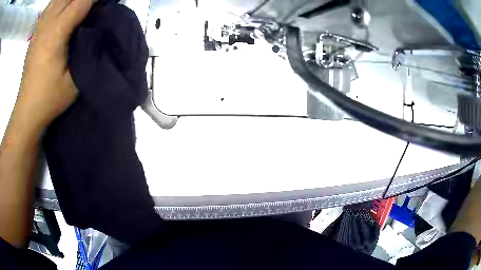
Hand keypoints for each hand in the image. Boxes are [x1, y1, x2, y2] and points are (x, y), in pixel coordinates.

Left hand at [15, 0, 92, 132]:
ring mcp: (39, 28)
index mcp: (56, 33)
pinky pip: (49, 6)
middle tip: (95, 6)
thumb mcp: (75, 80)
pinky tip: (64, 7)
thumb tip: (99, 29)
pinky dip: (59, 2)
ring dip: (71, 0)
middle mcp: (46, 25)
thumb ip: (87, 52)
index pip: (82, 1)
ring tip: (80, 6)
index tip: (109, 2)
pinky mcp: (35, 33)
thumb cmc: (50, 98)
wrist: (27, 111)